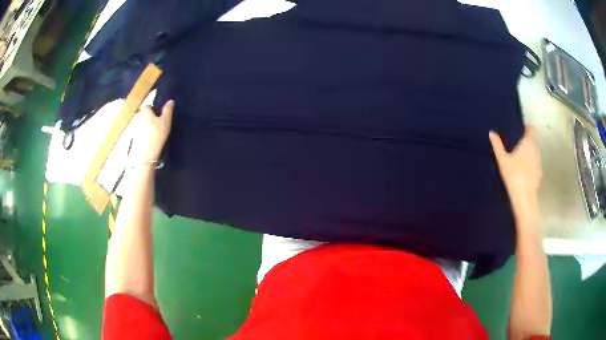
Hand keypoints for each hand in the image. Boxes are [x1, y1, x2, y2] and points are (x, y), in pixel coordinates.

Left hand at [129, 100, 173, 163]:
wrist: (145, 154)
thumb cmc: (156, 134)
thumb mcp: (166, 121)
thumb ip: (168, 110)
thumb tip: (170, 100)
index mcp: (144, 111)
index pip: (148, 106)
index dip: (154, 110)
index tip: (160, 116)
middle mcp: (137, 118)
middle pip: (144, 115)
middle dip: (149, 118)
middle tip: (158, 125)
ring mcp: (134, 129)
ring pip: (141, 125)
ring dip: (146, 127)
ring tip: (155, 134)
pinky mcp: (133, 139)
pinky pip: (140, 134)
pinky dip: (144, 135)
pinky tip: (150, 141)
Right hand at [489, 125, 541, 228]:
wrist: (524, 197)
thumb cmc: (513, 175)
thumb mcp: (502, 159)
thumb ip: (497, 145)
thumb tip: (491, 132)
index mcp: (527, 143)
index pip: (531, 130)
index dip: (527, 128)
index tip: (522, 129)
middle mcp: (535, 150)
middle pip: (532, 141)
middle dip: (526, 142)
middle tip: (517, 146)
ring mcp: (538, 162)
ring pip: (534, 153)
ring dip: (529, 154)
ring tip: (520, 160)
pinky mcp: (539, 173)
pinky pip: (535, 164)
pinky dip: (531, 164)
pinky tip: (524, 172)